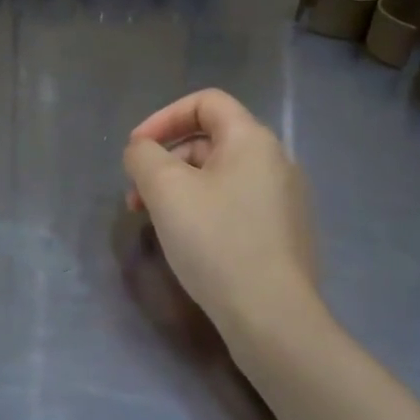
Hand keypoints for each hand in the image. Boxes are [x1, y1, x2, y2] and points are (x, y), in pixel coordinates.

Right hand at [122, 89, 322, 338]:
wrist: (273, 318)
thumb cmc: (216, 241)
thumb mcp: (165, 189)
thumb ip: (143, 156)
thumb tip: (142, 151)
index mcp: (252, 140)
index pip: (205, 102)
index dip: (164, 117)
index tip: (137, 150)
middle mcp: (275, 161)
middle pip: (209, 140)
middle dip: (165, 161)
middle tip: (136, 196)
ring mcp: (283, 200)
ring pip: (219, 176)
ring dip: (179, 188)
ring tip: (154, 222)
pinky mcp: (283, 233)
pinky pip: (234, 204)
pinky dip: (202, 210)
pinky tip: (186, 242)